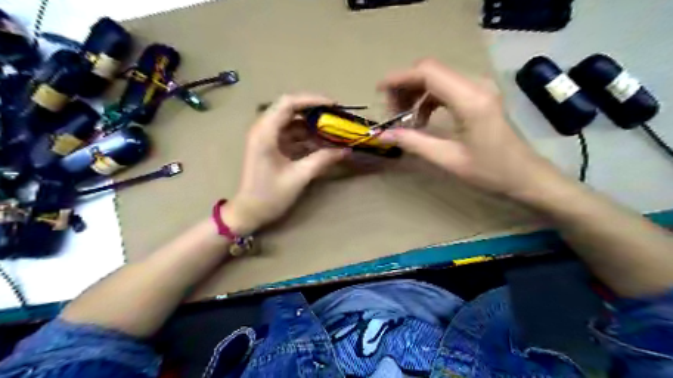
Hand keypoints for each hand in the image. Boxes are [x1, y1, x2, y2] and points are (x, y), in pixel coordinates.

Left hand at [222, 93, 348, 234]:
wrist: (249, 212)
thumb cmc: (269, 196)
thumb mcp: (298, 177)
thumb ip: (322, 160)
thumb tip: (346, 150)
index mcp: (265, 133)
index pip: (288, 103)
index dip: (312, 100)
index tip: (334, 105)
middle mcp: (264, 129)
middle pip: (290, 109)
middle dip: (315, 111)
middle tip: (336, 116)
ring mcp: (267, 138)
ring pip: (292, 122)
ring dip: (312, 124)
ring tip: (333, 130)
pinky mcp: (271, 146)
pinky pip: (291, 134)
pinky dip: (306, 136)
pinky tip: (322, 143)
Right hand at [378, 57, 557, 198]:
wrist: (524, 175)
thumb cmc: (490, 171)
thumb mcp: (448, 159)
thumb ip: (414, 143)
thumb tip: (384, 134)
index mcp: (470, 100)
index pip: (428, 72)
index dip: (399, 78)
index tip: (379, 91)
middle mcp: (475, 85)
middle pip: (430, 71)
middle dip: (404, 87)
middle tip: (392, 113)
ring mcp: (479, 88)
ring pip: (437, 78)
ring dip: (415, 93)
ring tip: (404, 118)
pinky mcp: (479, 95)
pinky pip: (446, 87)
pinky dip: (428, 98)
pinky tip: (422, 118)